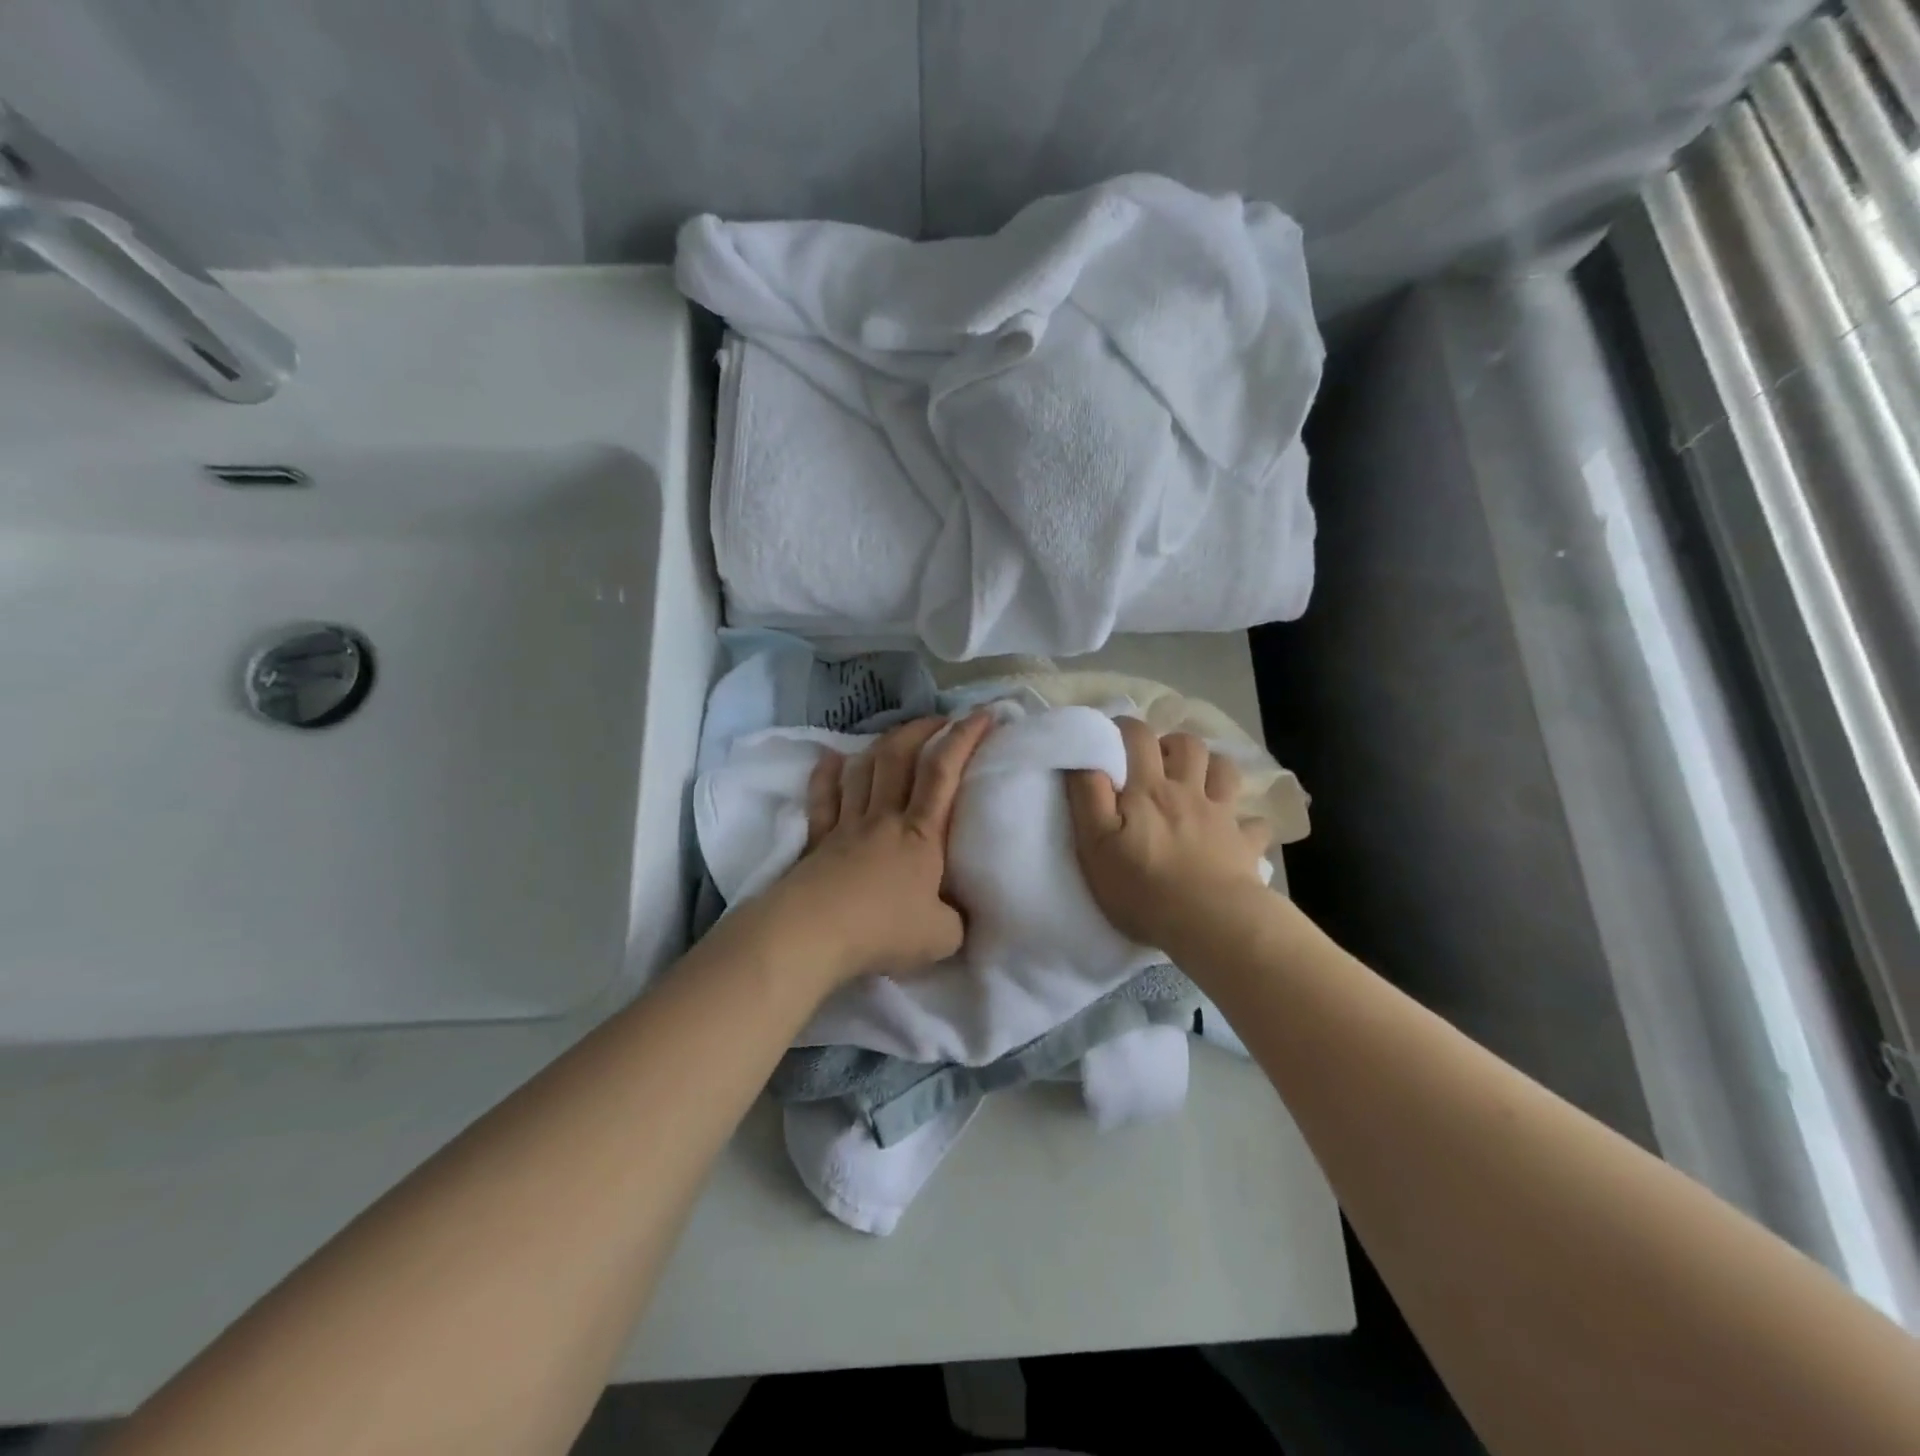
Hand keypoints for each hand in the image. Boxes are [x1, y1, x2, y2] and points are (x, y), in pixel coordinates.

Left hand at [761, 712, 994, 984]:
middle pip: (900, 757)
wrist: (814, 934)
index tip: (982, 714)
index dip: (964, 738)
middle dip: (922, 729)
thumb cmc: (883, 930)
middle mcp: (884, 818)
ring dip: (882, 745)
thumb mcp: (942, 937)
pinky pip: (823, 798)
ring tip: (896, 737)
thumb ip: (956, 921)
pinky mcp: (817, 840)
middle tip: (940, 720)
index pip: (944, 772)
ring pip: (864, 769)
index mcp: (921, 834)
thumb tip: (957, 915)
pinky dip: (827, 775)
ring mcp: (847, 825)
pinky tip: (831, 760)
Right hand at [1066, 718, 1271, 948]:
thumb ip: (1088, 797)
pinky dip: (1245, 823)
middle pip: (1188, 745)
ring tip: (1196, 782)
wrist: (1209, 922)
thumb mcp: (1095, 844)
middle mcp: (1188, 792)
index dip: (1125, 727)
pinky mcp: (1246, 844)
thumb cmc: (1142, 887)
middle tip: (1156, 761)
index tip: (1113, 734)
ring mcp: (1222, 816)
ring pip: (1225, 771)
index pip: (1138, 737)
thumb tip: (1084, 757)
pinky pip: (1254, 824)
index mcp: (1148, 789)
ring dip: (1211, 767)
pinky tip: (1235, 832)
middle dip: (1171, 743)